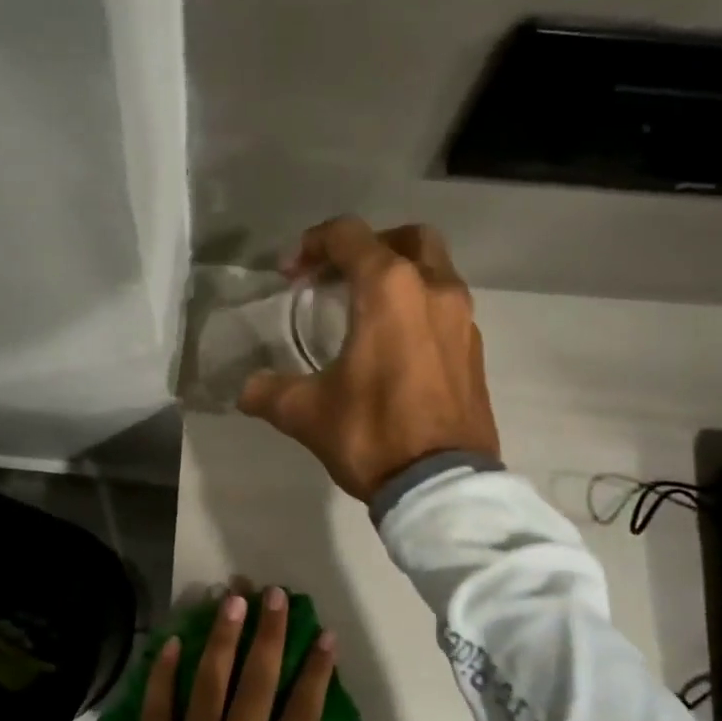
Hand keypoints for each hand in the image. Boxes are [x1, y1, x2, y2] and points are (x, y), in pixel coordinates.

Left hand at [58, 588, 335, 720]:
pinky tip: (170, 644)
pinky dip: (162, 678)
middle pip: (254, 692)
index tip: (323, 636)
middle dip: (268, 640)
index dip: (314, 675)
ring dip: (221, 643)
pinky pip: (155, 716)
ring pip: (207, 692)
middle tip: (274, 596)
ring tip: (232, 601)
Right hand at [238, 217, 499, 501]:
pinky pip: (446, 309)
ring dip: (400, 278)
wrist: (441, 485)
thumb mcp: (308, 413)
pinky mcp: (476, 350)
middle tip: (340, 277)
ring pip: (434, 272)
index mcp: (390, 289)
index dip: (312, 244)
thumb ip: (270, 392)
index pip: (348, 236)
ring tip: (366, 313)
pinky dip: (420, 310)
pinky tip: (397, 347)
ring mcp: (464, 319)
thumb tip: (245, 390)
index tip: (289, 275)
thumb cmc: (373, 434)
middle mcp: (435, 289)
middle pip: (406, 238)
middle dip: (370, 248)